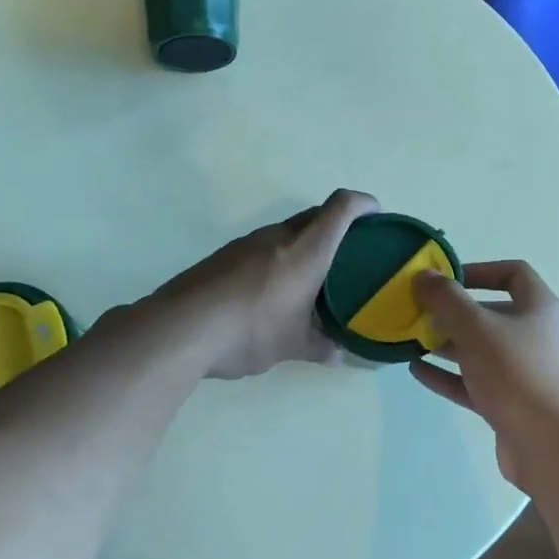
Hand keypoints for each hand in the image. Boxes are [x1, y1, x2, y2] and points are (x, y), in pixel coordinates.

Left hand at [158, 189, 379, 379]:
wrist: (181, 328)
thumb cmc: (250, 331)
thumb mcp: (291, 346)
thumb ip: (319, 347)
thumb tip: (337, 353)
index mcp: (306, 251)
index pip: (342, 207)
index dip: (364, 204)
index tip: (377, 216)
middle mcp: (278, 237)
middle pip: (315, 214)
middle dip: (337, 225)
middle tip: (350, 254)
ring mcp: (247, 243)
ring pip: (287, 230)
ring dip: (305, 243)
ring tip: (313, 276)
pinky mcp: (224, 255)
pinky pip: (263, 246)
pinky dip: (278, 257)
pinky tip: (273, 289)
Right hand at [409, 261, 558, 490]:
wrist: (554, 448)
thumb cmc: (517, 374)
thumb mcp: (476, 327)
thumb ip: (446, 298)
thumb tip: (424, 275)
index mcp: (539, 308)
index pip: (513, 273)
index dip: (479, 270)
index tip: (445, 278)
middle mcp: (536, 336)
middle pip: (492, 313)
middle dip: (454, 312)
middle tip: (419, 312)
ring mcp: (525, 373)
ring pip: (482, 350)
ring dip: (448, 344)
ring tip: (412, 340)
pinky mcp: (512, 405)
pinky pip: (476, 383)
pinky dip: (449, 375)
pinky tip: (417, 371)